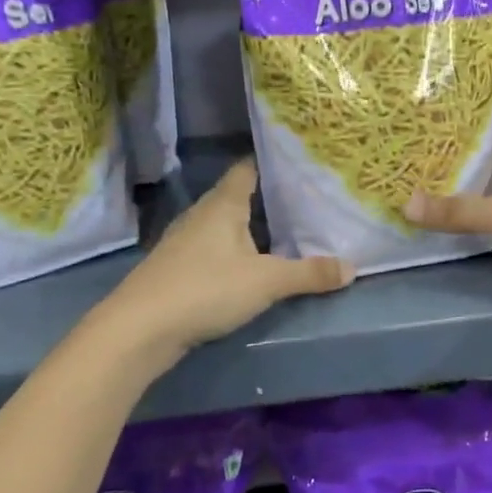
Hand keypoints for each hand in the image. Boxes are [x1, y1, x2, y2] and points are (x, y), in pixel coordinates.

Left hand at [112, 160, 353, 355]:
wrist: (138, 330)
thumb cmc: (205, 289)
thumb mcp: (267, 282)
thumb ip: (309, 274)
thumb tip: (353, 268)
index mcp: (223, 205)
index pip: (247, 169)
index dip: (271, 162)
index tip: (299, 163)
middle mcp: (200, 215)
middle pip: (236, 196)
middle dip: (267, 198)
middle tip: (304, 201)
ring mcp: (183, 242)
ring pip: (223, 225)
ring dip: (248, 228)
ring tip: (284, 233)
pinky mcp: (175, 268)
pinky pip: (211, 249)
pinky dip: (232, 251)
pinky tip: (248, 266)